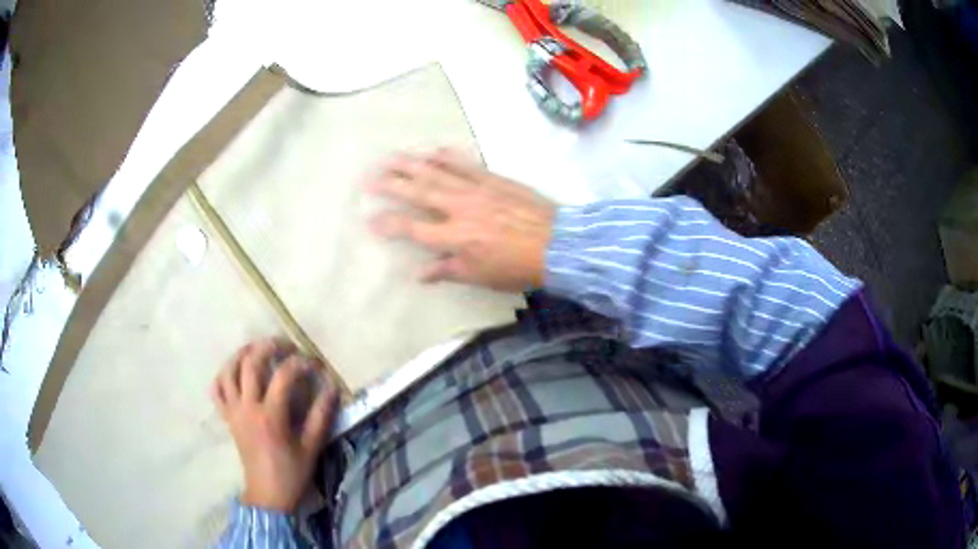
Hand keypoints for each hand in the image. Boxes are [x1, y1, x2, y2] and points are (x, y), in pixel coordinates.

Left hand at [211, 338, 337, 512]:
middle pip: (251, 363)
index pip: (284, 376)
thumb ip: (321, 415)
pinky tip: (234, 372)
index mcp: (271, 415)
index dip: (300, 363)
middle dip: (268, 346)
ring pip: (228, 371)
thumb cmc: (292, 472)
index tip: (314, 363)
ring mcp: (234, 412)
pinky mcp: (227, 418)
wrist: (268, 495)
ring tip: (256, 348)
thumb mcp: (312, 446)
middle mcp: (248, 407)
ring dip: (241, 354)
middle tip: (285, 344)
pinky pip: (217, 390)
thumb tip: (331, 387)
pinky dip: (223, 376)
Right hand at [367, 149, 555, 291]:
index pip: (413, 228)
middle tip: (369, 178)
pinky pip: (466, 164)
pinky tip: (433, 150)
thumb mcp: (481, 276)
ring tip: (390, 157)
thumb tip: (419, 273)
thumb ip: (448, 271)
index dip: (389, 223)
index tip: (370, 220)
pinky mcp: (493, 179)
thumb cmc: (517, 266)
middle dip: (391, 184)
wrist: (558, 244)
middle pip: (419, 192)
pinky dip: (448, 156)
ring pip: (438, 173)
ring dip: (411, 164)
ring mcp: (477, 189)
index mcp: (455, 236)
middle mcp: (460, 208)